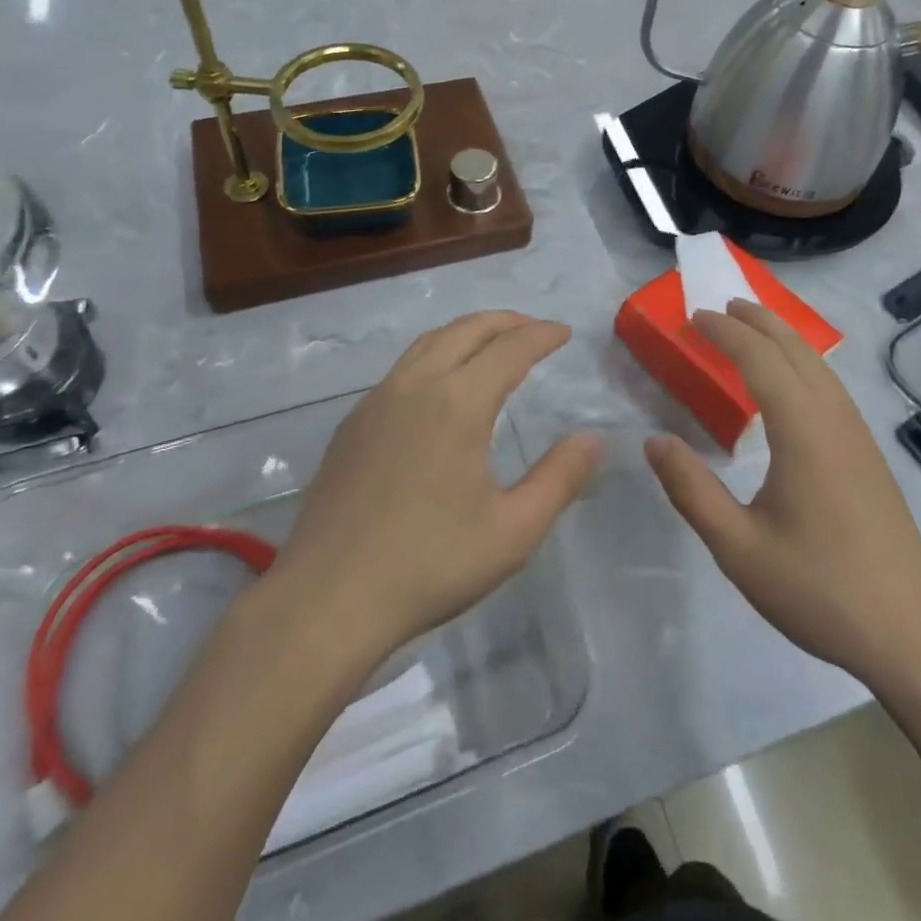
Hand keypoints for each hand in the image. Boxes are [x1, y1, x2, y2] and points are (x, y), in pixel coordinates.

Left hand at [271, 312, 601, 664]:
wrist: (327, 598)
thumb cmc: (429, 564)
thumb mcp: (513, 531)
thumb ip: (559, 478)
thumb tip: (593, 438)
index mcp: (457, 403)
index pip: (509, 348)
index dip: (542, 335)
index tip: (564, 333)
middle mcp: (415, 385)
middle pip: (466, 329)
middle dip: (506, 321)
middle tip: (534, 328)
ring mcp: (377, 400)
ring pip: (429, 342)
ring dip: (467, 332)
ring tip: (492, 343)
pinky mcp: (353, 423)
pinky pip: (403, 367)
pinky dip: (435, 354)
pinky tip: (441, 385)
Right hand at [644, 300, 920, 684]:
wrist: (913, 634)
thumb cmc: (820, 590)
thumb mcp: (739, 549)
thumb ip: (692, 491)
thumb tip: (653, 441)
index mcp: (802, 431)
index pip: (760, 360)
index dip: (726, 333)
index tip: (695, 317)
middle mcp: (834, 420)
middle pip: (796, 351)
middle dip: (759, 321)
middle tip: (724, 305)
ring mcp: (858, 438)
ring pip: (820, 367)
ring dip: (785, 338)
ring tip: (755, 328)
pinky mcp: (869, 457)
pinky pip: (832, 388)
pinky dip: (805, 364)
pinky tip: (796, 384)